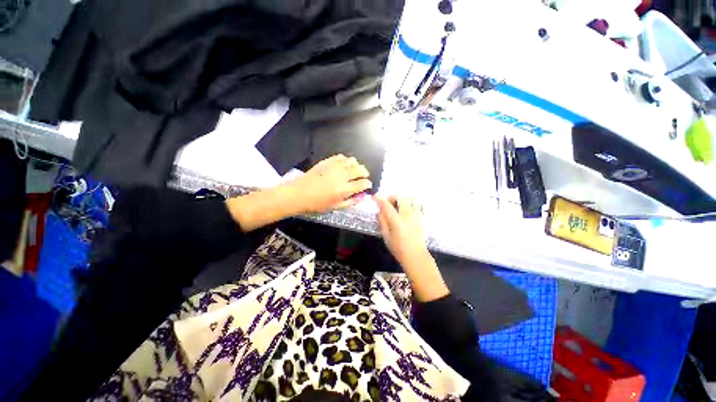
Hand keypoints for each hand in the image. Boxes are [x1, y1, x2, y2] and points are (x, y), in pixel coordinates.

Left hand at [287, 155, 371, 213]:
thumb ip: (351, 201)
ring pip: (352, 160)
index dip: (368, 184)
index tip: (368, 185)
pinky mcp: (327, 161)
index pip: (363, 183)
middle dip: (365, 173)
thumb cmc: (317, 204)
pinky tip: (344, 165)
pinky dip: (346, 160)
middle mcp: (342, 175)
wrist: (298, 194)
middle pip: (360, 169)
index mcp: (344, 189)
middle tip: (364, 177)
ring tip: (354, 171)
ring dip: (356, 165)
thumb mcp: (335, 207)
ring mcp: (334, 166)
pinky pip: (341, 156)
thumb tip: (363, 196)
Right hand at [375, 195, 448, 301]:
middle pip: (400, 197)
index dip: (379, 199)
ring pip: (411, 198)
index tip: (374, 196)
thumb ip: (382, 221)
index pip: (386, 205)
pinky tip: (408, 209)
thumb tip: (380, 210)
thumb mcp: (385, 236)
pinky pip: (418, 203)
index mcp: (397, 222)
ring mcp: (417, 215)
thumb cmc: (398, 248)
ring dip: (403, 199)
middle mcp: (408, 215)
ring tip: (399, 206)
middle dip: (392, 197)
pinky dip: (412, 202)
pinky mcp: (422, 217)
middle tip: (389, 205)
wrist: (416, 255)